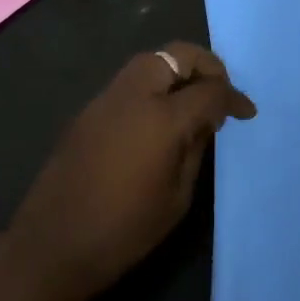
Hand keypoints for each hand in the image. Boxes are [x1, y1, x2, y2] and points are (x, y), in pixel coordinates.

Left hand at [7, 42, 255, 300]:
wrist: (53, 245)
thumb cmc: (124, 230)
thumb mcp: (177, 197)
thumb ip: (195, 149)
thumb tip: (205, 121)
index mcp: (162, 118)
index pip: (209, 90)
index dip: (233, 97)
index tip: (246, 111)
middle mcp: (134, 95)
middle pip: (176, 55)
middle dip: (204, 65)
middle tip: (217, 91)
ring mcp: (107, 98)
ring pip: (150, 62)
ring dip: (176, 70)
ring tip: (190, 100)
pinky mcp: (88, 109)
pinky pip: (129, 82)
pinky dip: (152, 86)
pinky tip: (157, 116)